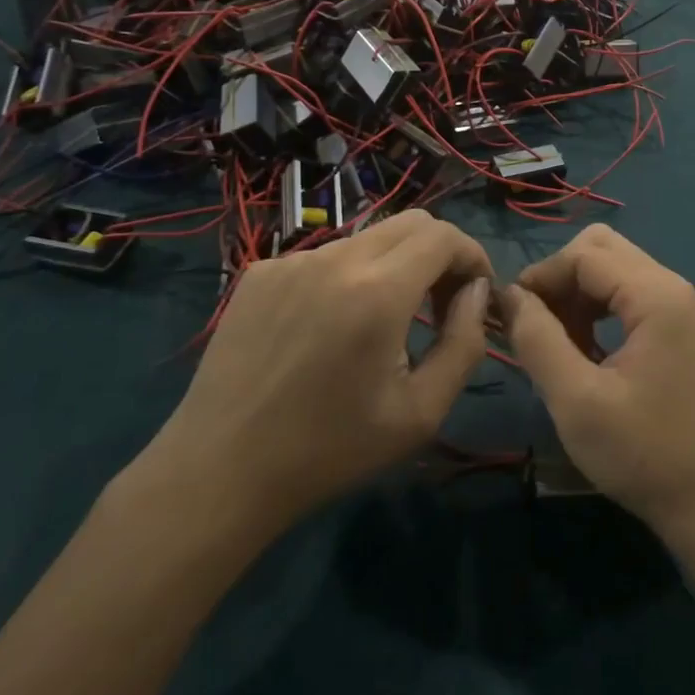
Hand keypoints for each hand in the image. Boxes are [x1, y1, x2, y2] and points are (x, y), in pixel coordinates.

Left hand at [136, 211, 493, 543]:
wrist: (219, 472)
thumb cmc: (329, 450)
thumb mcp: (420, 412)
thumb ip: (464, 343)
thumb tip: (475, 291)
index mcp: (378, 291)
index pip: (444, 235)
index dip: (472, 256)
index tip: (474, 294)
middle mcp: (336, 258)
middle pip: (411, 223)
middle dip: (439, 254)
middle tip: (438, 304)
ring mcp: (292, 260)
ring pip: (367, 239)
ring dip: (392, 266)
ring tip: (381, 322)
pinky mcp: (260, 272)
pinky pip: (323, 257)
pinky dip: (346, 278)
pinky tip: (328, 328)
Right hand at [500, 226, 694, 542]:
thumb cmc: (645, 453)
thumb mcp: (577, 401)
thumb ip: (538, 340)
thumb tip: (509, 296)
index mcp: (654, 294)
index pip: (583, 254)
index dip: (540, 276)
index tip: (509, 315)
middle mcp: (668, 286)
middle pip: (600, 249)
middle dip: (559, 277)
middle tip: (534, 323)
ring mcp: (674, 305)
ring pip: (610, 269)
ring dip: (575, 294)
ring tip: (554, 342)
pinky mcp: (672, 327)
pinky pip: (623, 294)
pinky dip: (594, 309)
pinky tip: (581, 351)